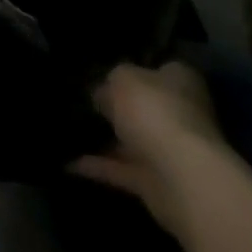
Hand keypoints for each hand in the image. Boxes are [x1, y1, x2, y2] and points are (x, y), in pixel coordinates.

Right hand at [69, 61, 224, 234]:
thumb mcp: (120, 79)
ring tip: (70, 127)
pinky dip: (100, 167)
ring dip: (108, 139)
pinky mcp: (158, 183)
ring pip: (134, 141)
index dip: (138, 68)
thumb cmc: (154, 111)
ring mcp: (171, 152)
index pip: (162, 69)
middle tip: (84, 98)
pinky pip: (123, 170)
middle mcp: (181, 115)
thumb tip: (102, 96)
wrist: (180, 177)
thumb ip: (110, 84)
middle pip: (146, 107)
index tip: (108, 70)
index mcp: (180, 83)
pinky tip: (70, 161)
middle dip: (120, 107)